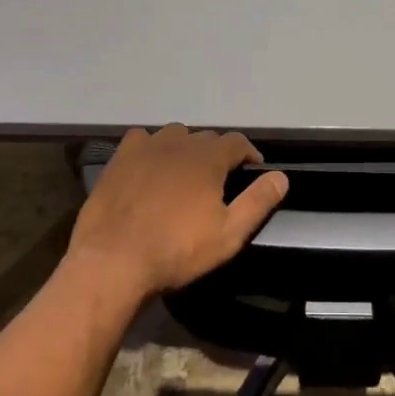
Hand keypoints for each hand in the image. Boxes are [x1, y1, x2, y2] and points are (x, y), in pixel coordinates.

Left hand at [66, 124, 288, 301]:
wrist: (113, 260)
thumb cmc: (177, 250)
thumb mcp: (229, 234)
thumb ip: (258, 202)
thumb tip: (281, 176)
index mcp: (208, 158)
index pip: (237, 141)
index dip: (248, 153)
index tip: (252, 170)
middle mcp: (178, 143)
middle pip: (206, 137)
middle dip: (218, 153)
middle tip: (219, 180)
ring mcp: (145, 148)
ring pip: (174, 135)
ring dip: (185, 147)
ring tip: (185, 172)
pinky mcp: (119, 160)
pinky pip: (141, 139)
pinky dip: (151, 147)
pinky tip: (150, 165)